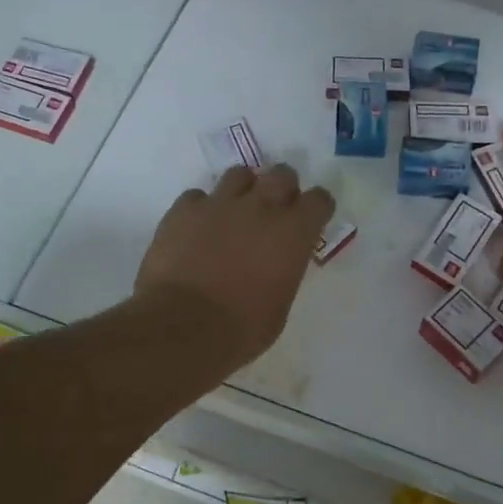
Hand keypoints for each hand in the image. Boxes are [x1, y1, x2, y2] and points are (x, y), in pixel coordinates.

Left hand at [136, 164, 335, 367]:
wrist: (182, 327)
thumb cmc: (241, 329)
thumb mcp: (280, 305)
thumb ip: (284, 271)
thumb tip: (276, 264)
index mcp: (293, 233)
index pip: (319, 200)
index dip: (317, 208)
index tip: (311, 220)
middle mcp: (261, 208)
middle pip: (282, 174)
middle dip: (283, 188)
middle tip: (274, 210)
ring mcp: (219, 204)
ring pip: (239, 174)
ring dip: (243, 190)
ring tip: (234, 212)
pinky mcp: (184, 210)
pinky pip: (197, 196)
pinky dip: (201, 209)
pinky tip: (197, 228)